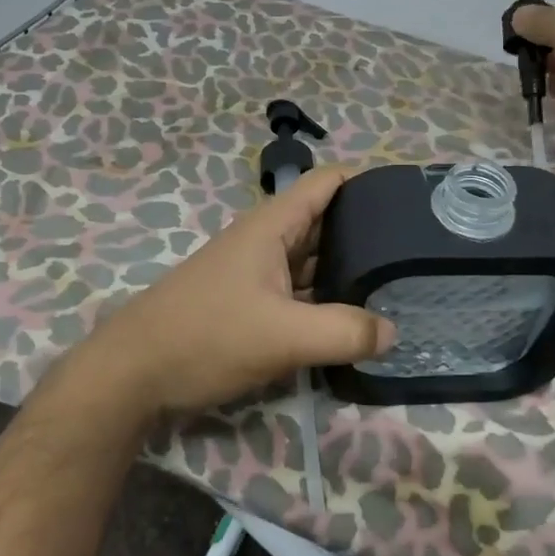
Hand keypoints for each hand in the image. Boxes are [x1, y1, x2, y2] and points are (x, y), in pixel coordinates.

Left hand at [72, 166, 396, 417]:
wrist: (133, 375)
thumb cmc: (206, 337)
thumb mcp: (283, 336)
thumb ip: (344, 332)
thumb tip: (393, 332)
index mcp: (272, 226)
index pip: (328, 182)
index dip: (369, 181)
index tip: (413, 197)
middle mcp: (267, 241)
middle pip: (327, 222)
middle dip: (370, 231)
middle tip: (421, 251)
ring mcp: (258, 275)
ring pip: (315, 261)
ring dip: (351, 270)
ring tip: (402, 284)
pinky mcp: (252, 306)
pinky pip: (301, 293)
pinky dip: (328, 300)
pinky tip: (357, 320)